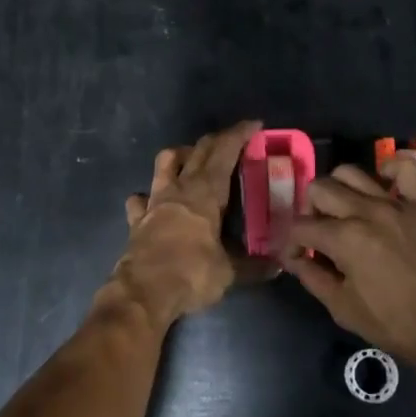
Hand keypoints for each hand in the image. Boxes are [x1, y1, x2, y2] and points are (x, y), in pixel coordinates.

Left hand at [112, 120, 260, 326]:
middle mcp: (179, 188)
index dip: (239, 134)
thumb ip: (253, 266)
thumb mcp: (229, 273)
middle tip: (233, 140)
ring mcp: (154, 201)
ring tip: (192, 160)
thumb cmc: (191, 274)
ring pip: (164, 162)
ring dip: (180, 155)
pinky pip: (140, 199)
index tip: (254, 124)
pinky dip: (147, 196)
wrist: (143, 292)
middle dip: (217, 139)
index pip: (224, 151)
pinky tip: (152, 202)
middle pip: (198, 150)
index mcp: (206, 192)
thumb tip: (277, 266)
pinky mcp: (137, 219)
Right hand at [284, 158, 415, 369]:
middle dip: (309, 210)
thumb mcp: (345, 310)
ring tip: (342, 211)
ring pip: (351, 173)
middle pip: (320, 189)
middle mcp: (366, 211)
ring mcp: (395, 204)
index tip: (296, 258)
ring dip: (337, 188)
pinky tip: (381, 185)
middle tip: (318, 233)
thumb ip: (314, 279)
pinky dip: (389, 168)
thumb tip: (295, 259)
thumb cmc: (397, 324)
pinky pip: (405, 168)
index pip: (301, 226)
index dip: (291, 243)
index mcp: (345, 239)